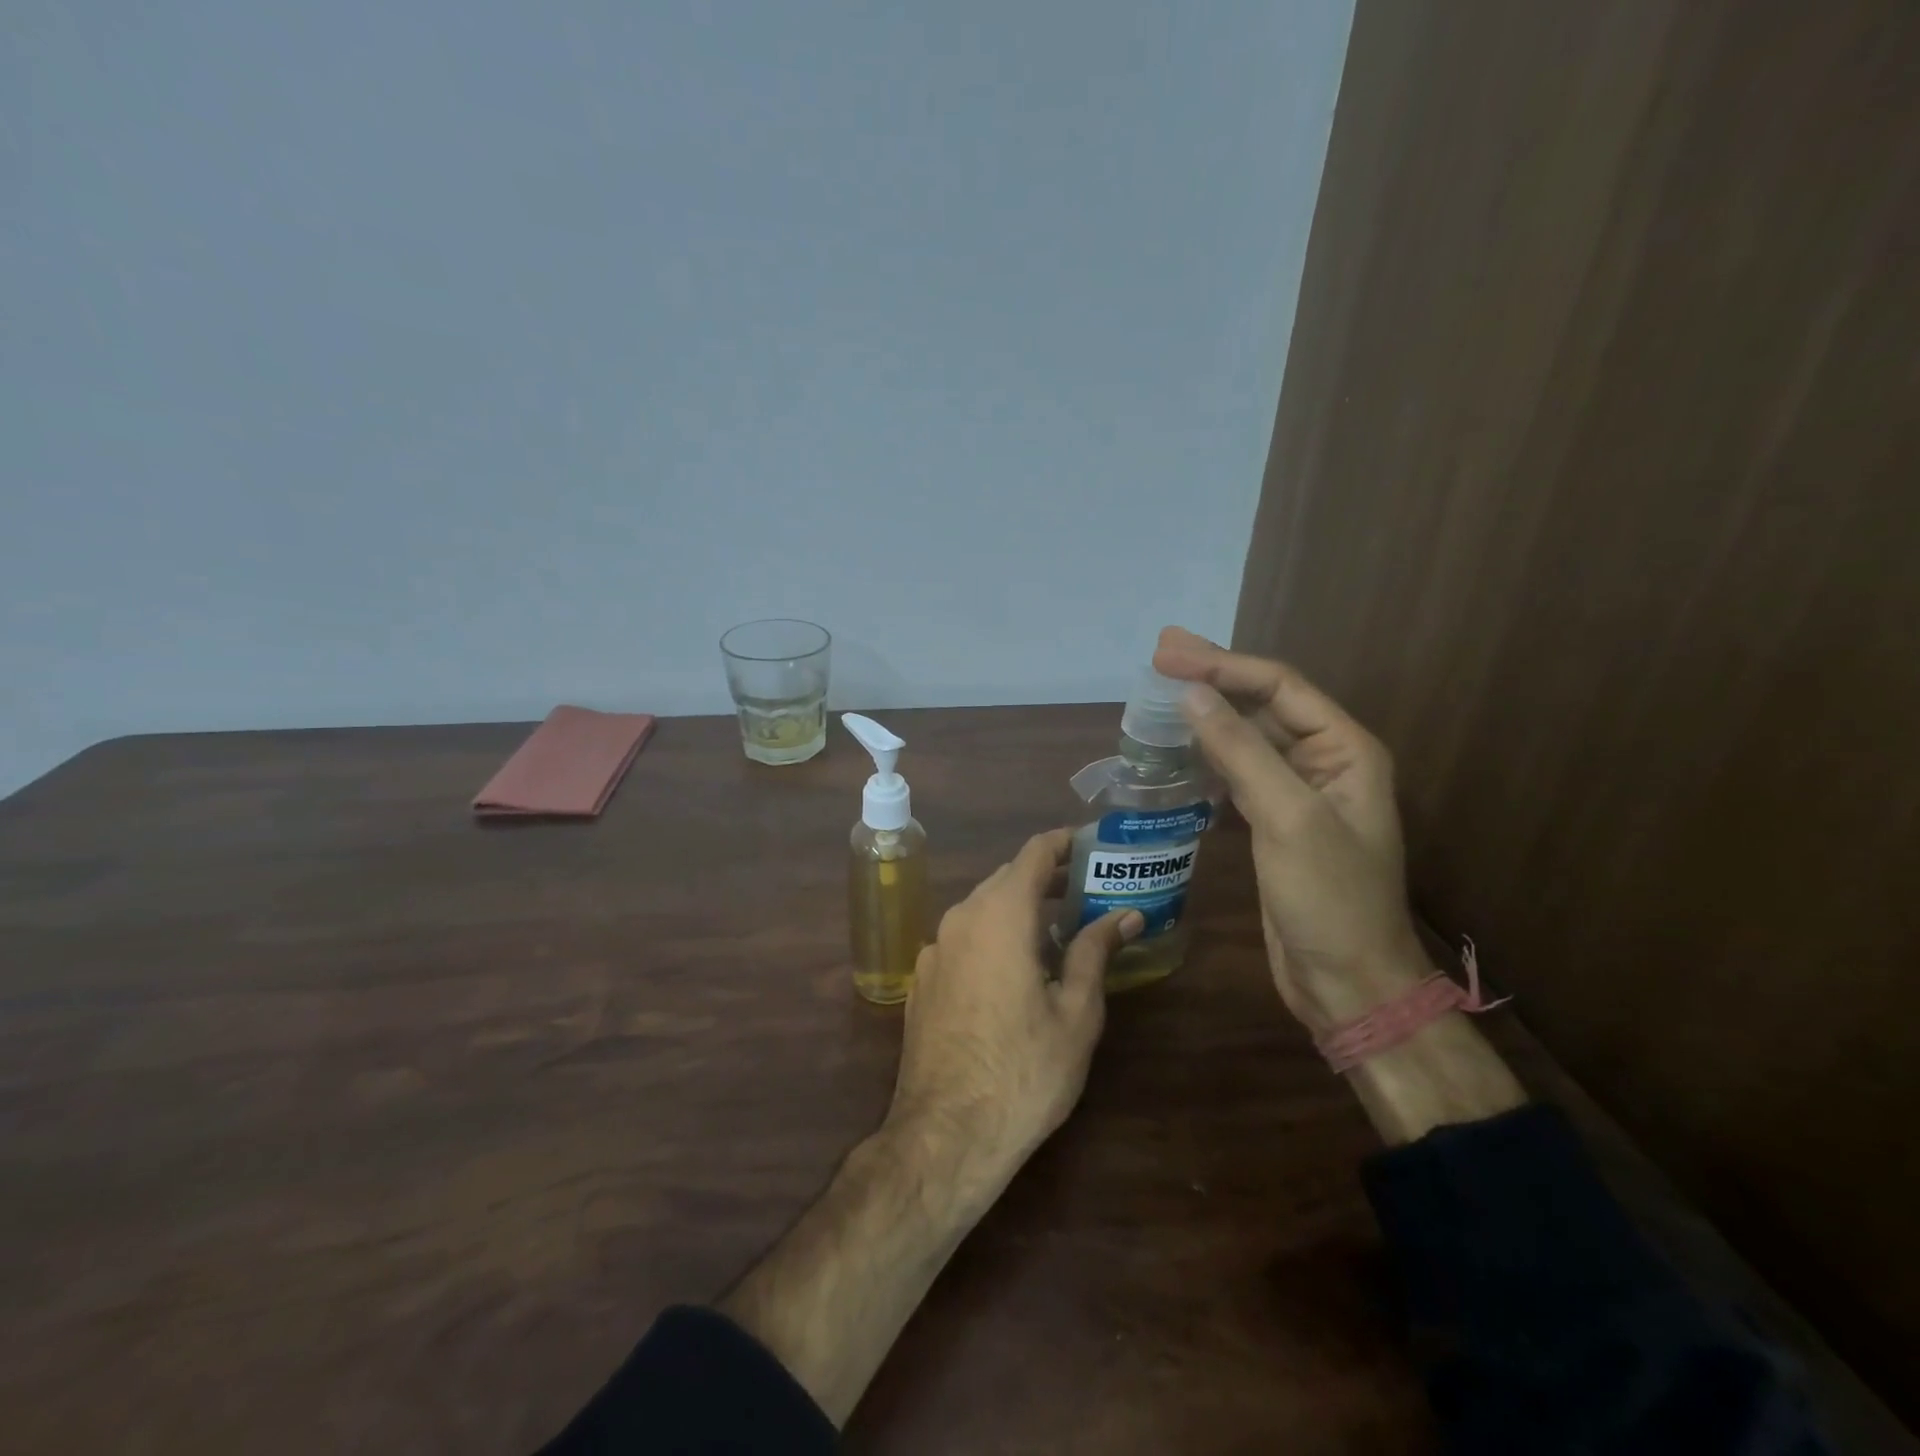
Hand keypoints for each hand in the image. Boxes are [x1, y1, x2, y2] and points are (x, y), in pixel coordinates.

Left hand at [886, 827, 1143, 1197]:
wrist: (945, 1134)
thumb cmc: (1024, 1071)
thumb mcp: (1076, 1012)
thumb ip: (1096, 952)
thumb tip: (1125, 914)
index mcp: (1000, 915)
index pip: (1033, 853)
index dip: (1064, 842)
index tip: (1092, 844)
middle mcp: (960, 918)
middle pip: (1006, 878)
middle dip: (1045, 878)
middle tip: (1086, 892)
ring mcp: (934, 949)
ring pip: (981, 908)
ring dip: (1018, 908)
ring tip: (1056, 931)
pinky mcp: (922, 979)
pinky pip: (963, 938)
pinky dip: (992, 935)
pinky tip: (1013, 970)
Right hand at [1152, 627, 1429, 1026]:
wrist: (1347, 981)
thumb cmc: (1329, 898)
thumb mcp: (1288, 818)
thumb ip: (1241, 752)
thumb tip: (1193, 694)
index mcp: (1344, 750)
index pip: (1278, 687)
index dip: (1222, 665)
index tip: (1167, 655)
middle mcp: (1323, 762)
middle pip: (1261, 704)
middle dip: (1212, 677)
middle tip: (1160, 653)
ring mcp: (1297, 794)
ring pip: (1246, 738)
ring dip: (1206, 715)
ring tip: (1159, 694)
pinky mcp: (1273, 823)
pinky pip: (1236, 774)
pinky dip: (1206, 757)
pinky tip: (1177, 750)